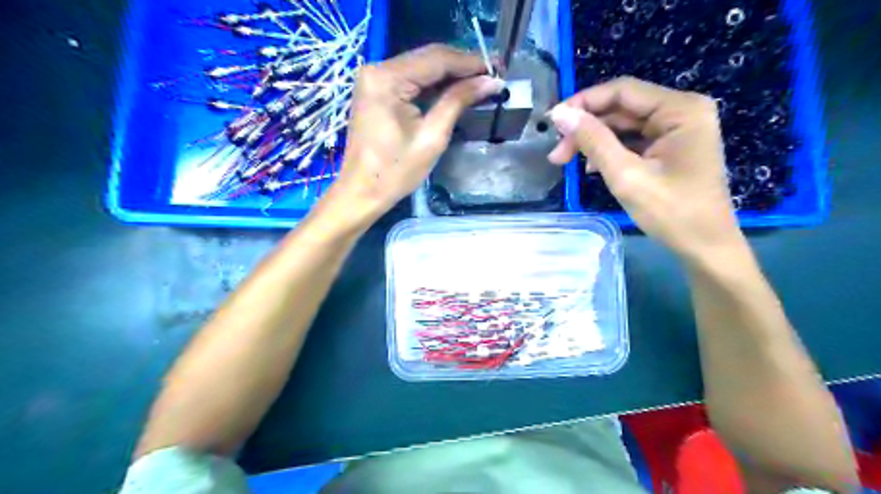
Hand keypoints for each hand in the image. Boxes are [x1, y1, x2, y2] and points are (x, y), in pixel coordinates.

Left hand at [321, 45, 504, 229]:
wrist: (362, 192)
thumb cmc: (396, 172)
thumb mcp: (432, 137)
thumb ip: (458, 101)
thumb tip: (491, 82)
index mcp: (387, 79)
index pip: (436, 58)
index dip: (470, 62)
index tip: (498, 68)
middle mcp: (377, 69)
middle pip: (428, 58)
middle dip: (462, 65)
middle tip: (493, 73)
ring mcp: (374, 79)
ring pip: (421, 67)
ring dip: (450, 74)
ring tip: (481, 80)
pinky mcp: (376, 90)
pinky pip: (410, 79)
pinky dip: (433, 84)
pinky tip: (455, 88)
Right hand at [549, 75, 742, 258]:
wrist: (705, 248)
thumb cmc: (671, 213)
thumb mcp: (626, 175)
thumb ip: (593, 140)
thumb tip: (560, 114)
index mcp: (680, 109)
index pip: (622, 91)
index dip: (583, 102)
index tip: (553, 122)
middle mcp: (682, 111)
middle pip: (622, 108)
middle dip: (587, 128)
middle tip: (557, 154)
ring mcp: (678, 129)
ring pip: (624, 125)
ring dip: (594, 141)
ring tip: (567, 162)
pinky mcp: (672, 147)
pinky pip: (634, 140)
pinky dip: (610, 151)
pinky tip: (592, 167)